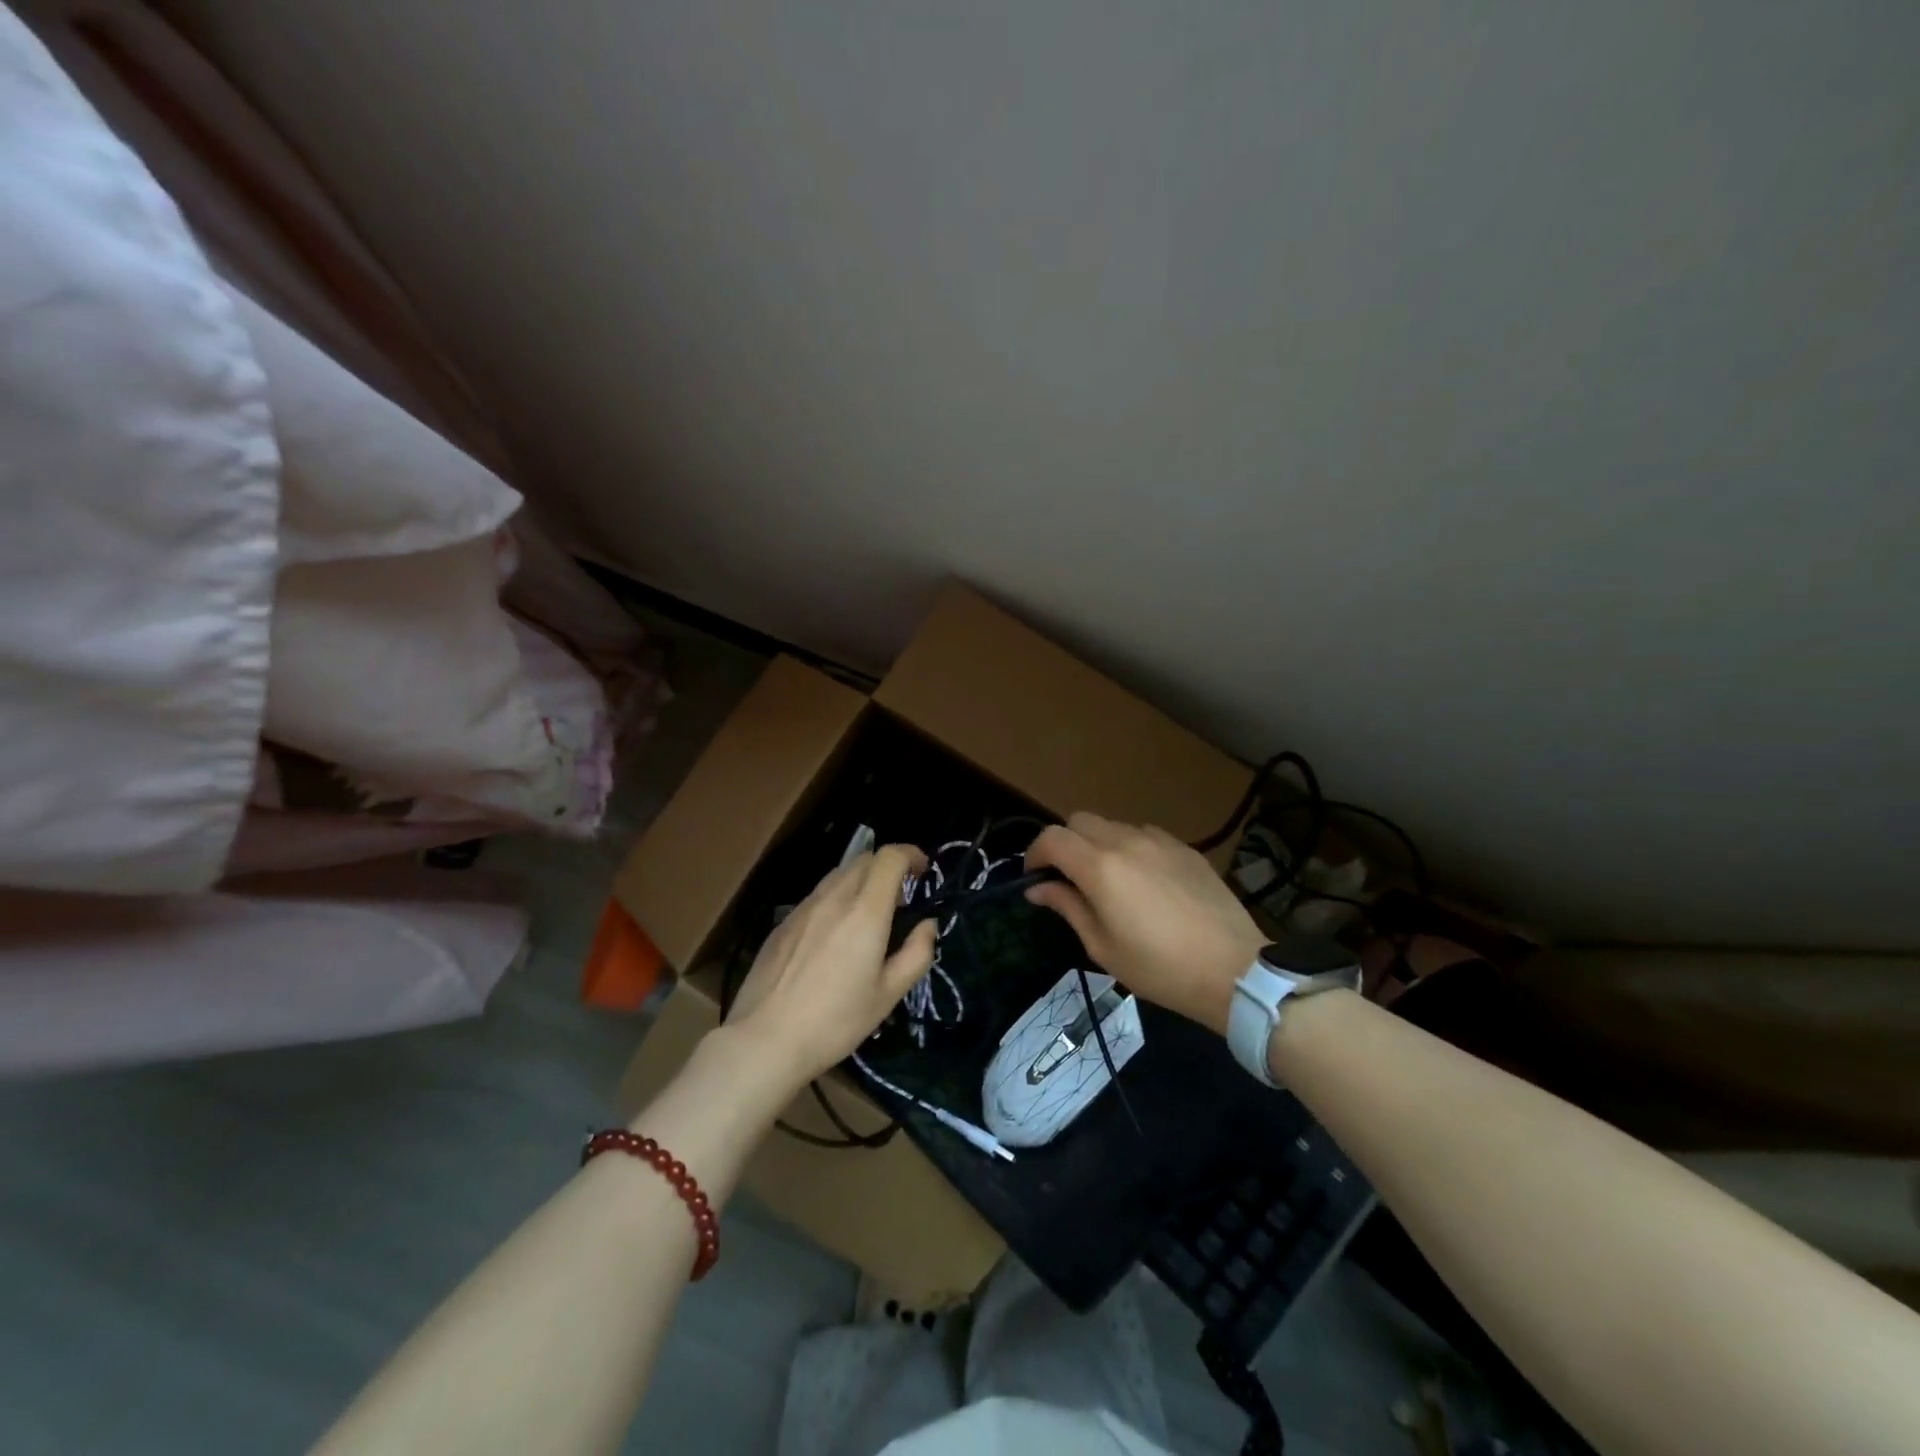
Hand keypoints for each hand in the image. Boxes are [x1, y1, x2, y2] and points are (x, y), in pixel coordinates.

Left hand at [725, 845, 938, 1093]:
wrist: (764, 1040)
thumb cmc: (835, 1021)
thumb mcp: (888, 995)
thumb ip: (916, 954)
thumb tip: (927, 925)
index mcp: (865, 912)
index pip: (889, 857)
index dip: (910, 854)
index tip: (922, 871)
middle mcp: (834, 898)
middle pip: (864, 859)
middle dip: (888, 867)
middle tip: (900, 899)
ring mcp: (803, 908)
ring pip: (838, 874)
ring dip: (861, 880)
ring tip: (868, 915)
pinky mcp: (783, 923)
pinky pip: (817, 895)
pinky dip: (837, 898)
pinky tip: (834, 934)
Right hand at [1025, 813, 1262, 1035]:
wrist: (1234, 969)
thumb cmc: (1160, 968)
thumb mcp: (1103, 947)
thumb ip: (1067, 907)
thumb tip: (1038, 889)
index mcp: (1100, 867)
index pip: (1052, 838)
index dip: (1035, 853)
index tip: (1035, 877)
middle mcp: (1126, 842)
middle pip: (1079, 820)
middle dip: (1064, 843)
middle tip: (1067, 877)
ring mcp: (1159, 841)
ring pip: (1113, 825)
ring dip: (1097, 843)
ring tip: (1107, 879)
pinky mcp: (1185, 848)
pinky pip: (1145, 834)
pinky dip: (1130, 847)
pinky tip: (1143, 879)